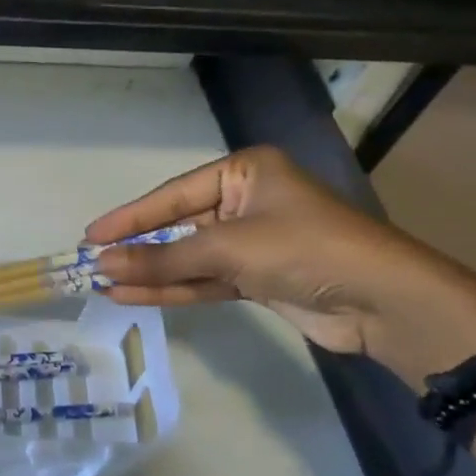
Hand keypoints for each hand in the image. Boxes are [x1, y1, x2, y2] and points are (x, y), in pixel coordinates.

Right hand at [88, 146, 475, 386]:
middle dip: (138, 247)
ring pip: (188, 256)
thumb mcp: (228, 247)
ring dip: (151, 272)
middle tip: (92, 261)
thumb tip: (102, 266)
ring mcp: (251, 242)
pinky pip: (205, 279)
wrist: (384, 303)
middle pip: (178, 225)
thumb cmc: (304, 249)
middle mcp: (245, 201)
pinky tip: (134, 295)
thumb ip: (163, 258)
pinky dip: (173, 289)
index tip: (91, 235)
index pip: (173, 194)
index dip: (130, 216)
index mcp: (244, 172)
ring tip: (104, 283)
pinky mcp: (257, 278)